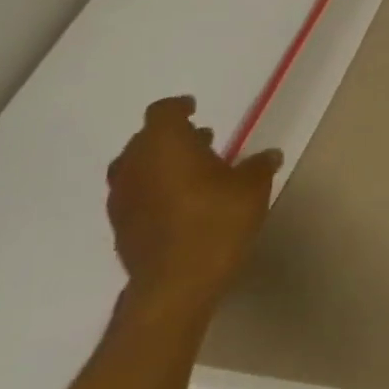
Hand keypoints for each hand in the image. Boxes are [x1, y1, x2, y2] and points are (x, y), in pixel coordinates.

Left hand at [105, 96, 281, 322]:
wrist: (176, 281)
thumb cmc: (218, 221)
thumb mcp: (253, 187)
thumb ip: (258, 166)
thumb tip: (267, 155)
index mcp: (165, 146)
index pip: (163, 112)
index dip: (179, 107)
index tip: (195, 107)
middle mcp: (135, 165)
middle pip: (145, 139)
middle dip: (171, 136)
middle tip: (202, 140)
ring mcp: (122, 196)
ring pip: (136, 166)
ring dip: (160, 163)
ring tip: (192, 170)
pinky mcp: (120, 224)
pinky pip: (136, 192)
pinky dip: (154, 187)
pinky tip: (180, 200)